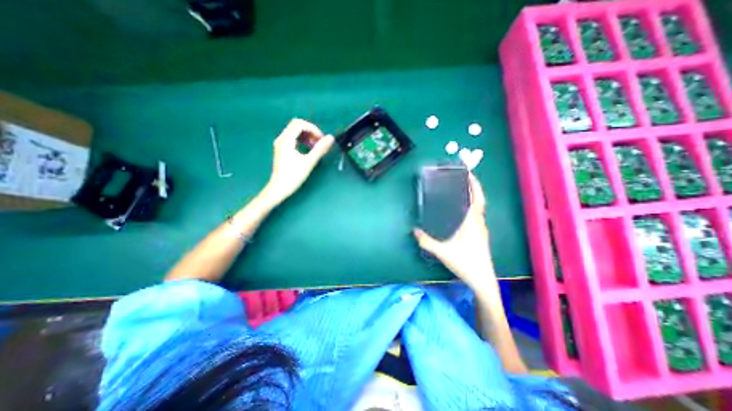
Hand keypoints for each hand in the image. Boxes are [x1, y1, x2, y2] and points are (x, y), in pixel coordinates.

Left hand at [262, 119, 333, 205]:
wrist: (279, 188)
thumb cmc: (293, 176)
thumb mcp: (309, 162)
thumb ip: (320, 149)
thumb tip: (331, 138)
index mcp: (286, 140)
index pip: (300, 124)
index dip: (313, 129)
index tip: (321, 139)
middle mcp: (282, 139)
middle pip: (297, 125)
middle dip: (310, 131)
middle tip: (319, 142)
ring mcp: (281, 144)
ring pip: (295, 132)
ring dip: (307, 136)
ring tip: (315, 146)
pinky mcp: (282, 149)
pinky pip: (293, 139)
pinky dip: (302, 140)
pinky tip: (308, 149)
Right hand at [411, 176, 497, 288]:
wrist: (482, 280)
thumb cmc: (465, 263)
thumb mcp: (443, 252)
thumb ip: (427, 241)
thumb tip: (414, 230)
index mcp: (473, 222)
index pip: (476, 199)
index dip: (474, 185)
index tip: (468, 174)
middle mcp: (479, 222)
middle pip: (479, 200)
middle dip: (474, 187)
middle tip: (462, 179)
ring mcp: (481, 229)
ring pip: (479, 208)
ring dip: (473, 197)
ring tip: (460, 191)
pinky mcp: (480, 234)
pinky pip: (476, 215)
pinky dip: (471, 207)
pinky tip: (460, 210)